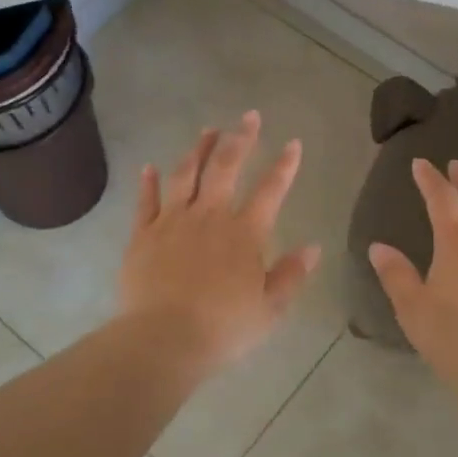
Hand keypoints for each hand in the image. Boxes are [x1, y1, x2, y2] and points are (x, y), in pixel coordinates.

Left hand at [118, 111, 321, 375]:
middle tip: (249, 117)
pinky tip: (149, 167)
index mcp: (245, 233)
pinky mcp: (143, 235)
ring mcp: (173, 222)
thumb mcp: (270, 308)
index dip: (285, 165)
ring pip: (186, 175)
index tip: (293, 143)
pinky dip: (149, 182)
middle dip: (240, 139)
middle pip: (226, 167)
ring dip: (198, 150)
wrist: (163, 339)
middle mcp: (210, 216)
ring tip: (208, 130)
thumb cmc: (223, 328)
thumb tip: (314, 247)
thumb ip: (291, 275)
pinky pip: (146, 201)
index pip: (271, 190)